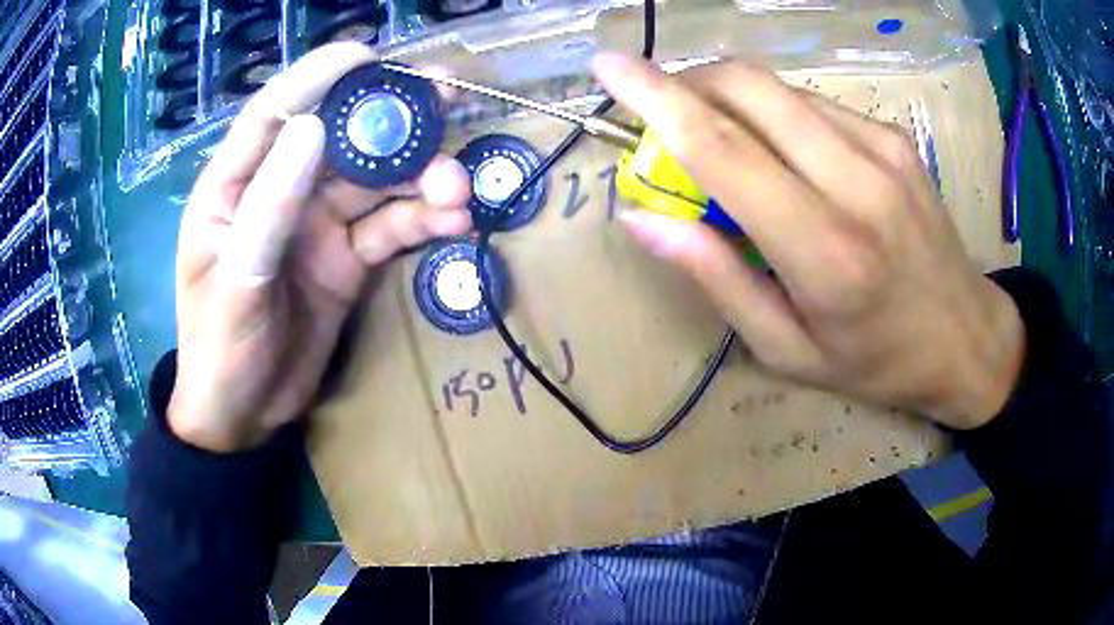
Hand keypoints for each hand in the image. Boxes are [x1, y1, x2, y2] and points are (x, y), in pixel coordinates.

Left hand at [170, 43, 471, 451]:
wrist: (245, 415)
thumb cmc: (219, 348)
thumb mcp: (236, 281)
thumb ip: (269, 205)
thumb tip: (313, 127)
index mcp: (235, 186)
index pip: (275, 113)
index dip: (319, 77)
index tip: (369, 55)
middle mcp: (281, 191)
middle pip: (340, 138)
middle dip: (391, 119)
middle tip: (447, 98)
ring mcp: (317, 224)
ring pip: (376, 182)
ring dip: (421, 178)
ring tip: (458, 189)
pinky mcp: (347, 258)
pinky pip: (390, 227)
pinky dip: (423, 221)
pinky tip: (455, 222)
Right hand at [594, 54, 1024, 429]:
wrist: (965, 337)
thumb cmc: (875, 360)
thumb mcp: (787, 349)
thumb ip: (717, 278)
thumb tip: (643, 218)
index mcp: (824, 251)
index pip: (723, 148)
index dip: (656, 97)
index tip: (608, 67)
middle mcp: (856, 181)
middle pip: (747, 87)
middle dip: (687, 83)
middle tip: (665, 115)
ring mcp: (882, 147)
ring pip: (778, 88)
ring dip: (730, 99)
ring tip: (727, 144)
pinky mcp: (894, 135)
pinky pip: (812, 103)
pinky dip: (776, 113)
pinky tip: (786, 155)